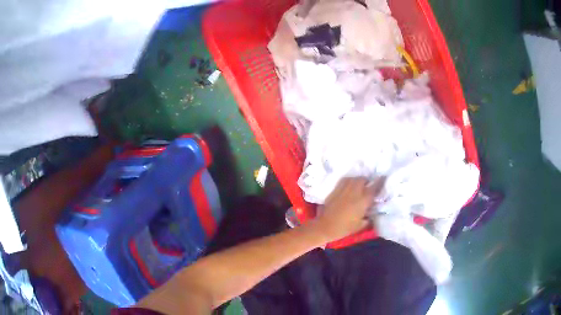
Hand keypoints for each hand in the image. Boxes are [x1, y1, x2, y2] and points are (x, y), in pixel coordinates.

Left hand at [313, 177, 383, 242]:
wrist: (325, 226)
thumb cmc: (344, 228)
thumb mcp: (360, 226)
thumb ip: (368, 218)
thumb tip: (372, 214)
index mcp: (363, 200)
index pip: (374, 187)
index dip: (380, 181)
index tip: (383, 178)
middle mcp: (354, 192)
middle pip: (363, 179)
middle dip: (367, 181)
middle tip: (368, 186)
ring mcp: (344, 189)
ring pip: (353, 178)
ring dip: (358, 180)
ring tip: (359, 185)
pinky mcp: (335, 190)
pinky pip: (344, 181)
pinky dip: (349, 181)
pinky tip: (349, 186)